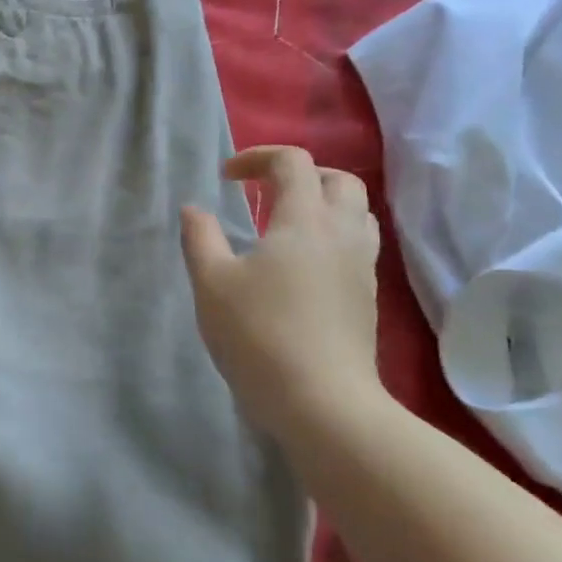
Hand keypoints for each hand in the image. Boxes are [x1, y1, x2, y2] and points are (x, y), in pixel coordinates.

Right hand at [180, 145, 383, 438]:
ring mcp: (362, 268)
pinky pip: (357, 245)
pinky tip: (301, 264)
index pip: (293, 162)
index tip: (225, 178)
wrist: (323, 403)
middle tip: (263, 192)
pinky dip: (331, 235)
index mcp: (304, 221)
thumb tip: (195, 209)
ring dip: (322, 204)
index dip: (257, 157)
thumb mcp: (211, 282)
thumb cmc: (259, 334)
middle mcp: (342, 234)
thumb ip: (200, 237)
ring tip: (284, 224)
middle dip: (300, 174)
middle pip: (339, 180)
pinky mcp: (367, 298)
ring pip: (357, 213)